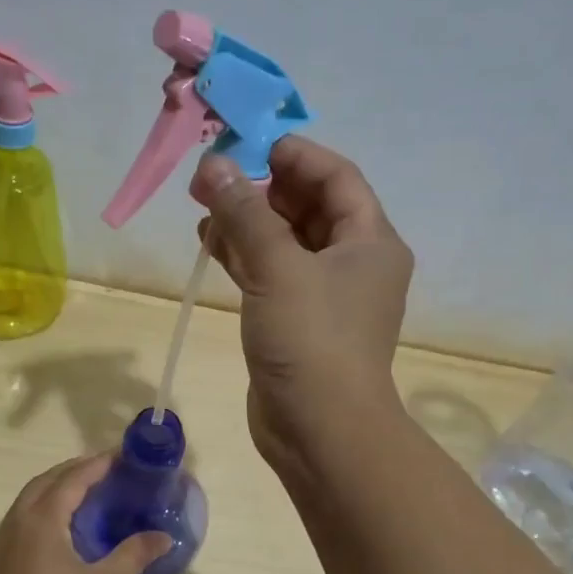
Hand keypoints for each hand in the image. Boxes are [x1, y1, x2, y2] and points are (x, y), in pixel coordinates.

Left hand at [0, 455, 170, 573]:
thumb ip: (134, 554)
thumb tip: (163, 537)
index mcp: (40, 522)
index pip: (70, 480)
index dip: (95, 466)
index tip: (118, 457)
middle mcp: (14, 525)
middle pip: (43, 484)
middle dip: (71, 472)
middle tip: (101, 471)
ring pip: (26, 503)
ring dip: (52, 491)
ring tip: (82, 494)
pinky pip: (18, 523)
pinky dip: (40, 512)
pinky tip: (58, 529)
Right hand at [190, 136, 413, 476]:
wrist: (319, 431)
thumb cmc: (311, 342)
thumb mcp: (277, 268)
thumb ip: (244, 213)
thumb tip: (212, 165)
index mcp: (369, 241)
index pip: (336, 177)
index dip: (294, 155)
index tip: (248, 143)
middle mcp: (353, 263)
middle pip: (308, 207)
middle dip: (262, 187)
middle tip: (213, 174)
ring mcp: (324, 296)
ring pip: (285, 242)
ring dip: (248, 222)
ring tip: (203, 205)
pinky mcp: (296, 322)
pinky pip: (271, 274)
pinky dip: (244, 257)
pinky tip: (210, 243)